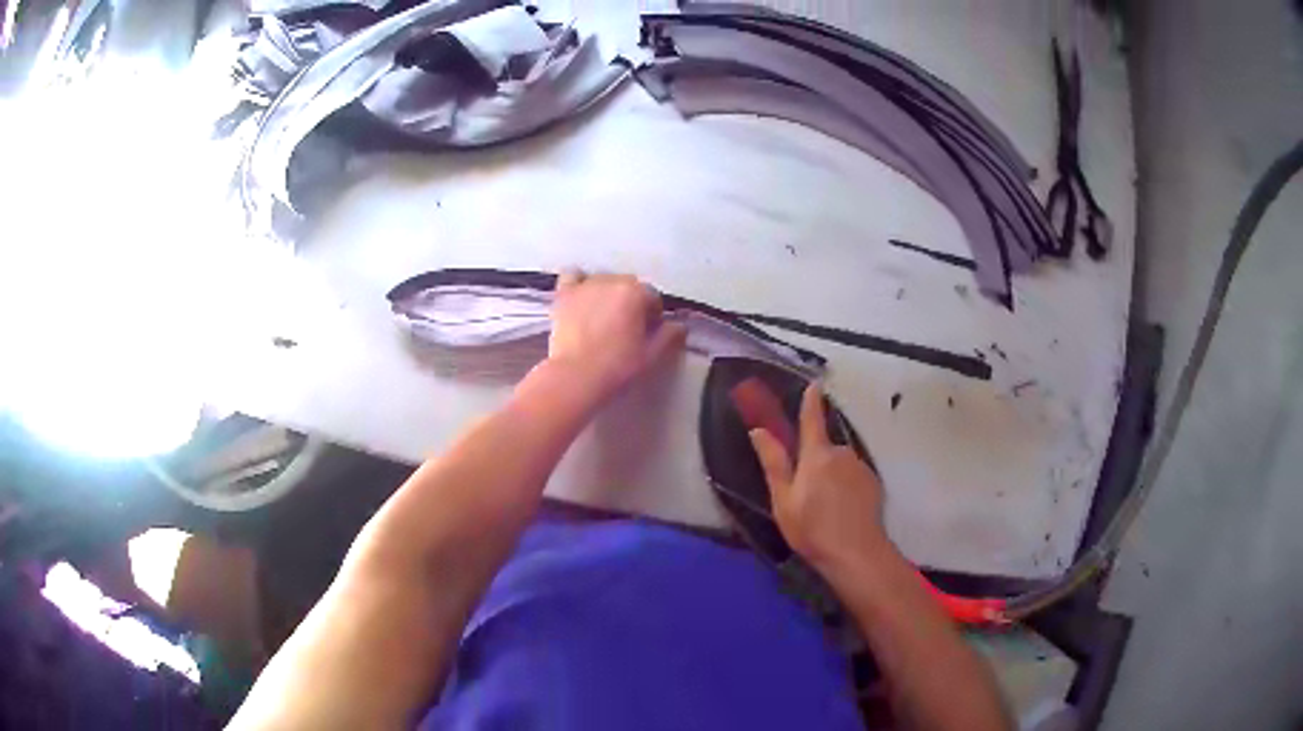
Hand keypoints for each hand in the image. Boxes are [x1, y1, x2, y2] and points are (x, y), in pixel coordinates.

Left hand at [548, 271, 686, 400]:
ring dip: (608, 293)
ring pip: (603, 280)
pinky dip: (579, 283)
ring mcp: (585, 285)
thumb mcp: (651, 355)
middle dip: (631, 302)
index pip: (652, 297)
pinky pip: (572, 276)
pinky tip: (581, 297)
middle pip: (628, 286)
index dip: (653, 315)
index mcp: (636, 293)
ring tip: (603, 316)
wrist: (575, 377)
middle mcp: (611, 281)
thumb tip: (679, 326)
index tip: (648, 332)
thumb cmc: (617, 367)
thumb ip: (668, 336)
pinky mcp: (564, 294)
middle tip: (627, 328)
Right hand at [748, 384, 894, 577]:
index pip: (812, 420)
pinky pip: (854, 477)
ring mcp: (860, 468)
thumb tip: (758, 430)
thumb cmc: (812, 529)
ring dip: (832, 477)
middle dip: (815, 462)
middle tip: (805, 494)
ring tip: (825, 508)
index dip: (811, 401)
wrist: (856, 553)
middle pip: (824, 449)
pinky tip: (842, 510)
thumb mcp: (783, 500)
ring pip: (840, 464)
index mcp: (816, 455)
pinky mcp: (874, 483)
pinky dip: (846, 487)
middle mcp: (842, 453)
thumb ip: (773, 463)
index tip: (814, 384)